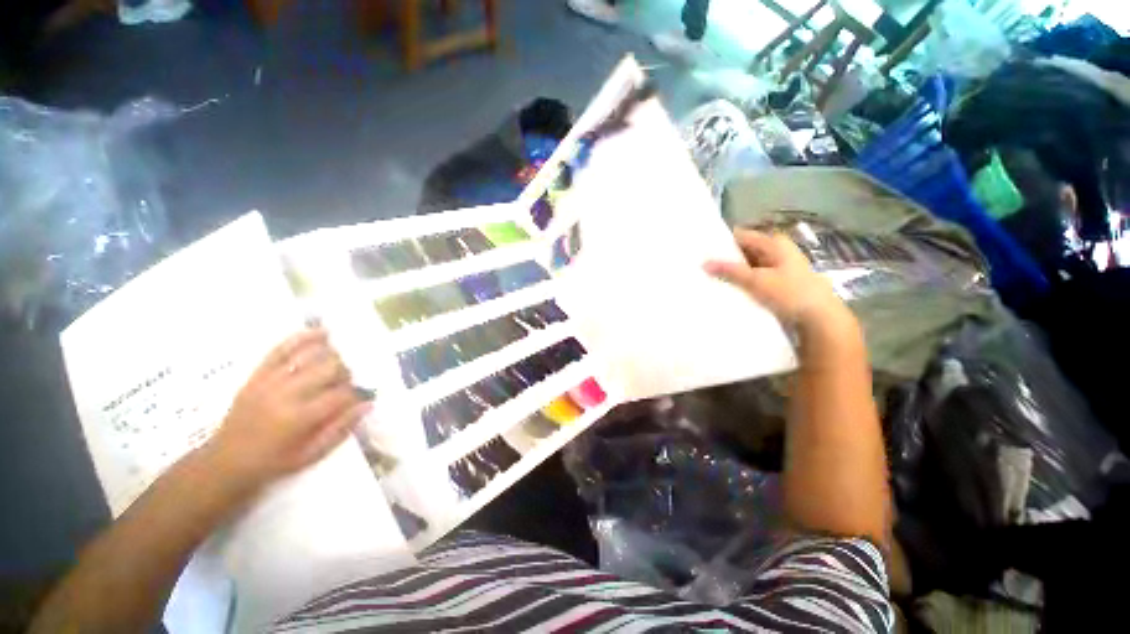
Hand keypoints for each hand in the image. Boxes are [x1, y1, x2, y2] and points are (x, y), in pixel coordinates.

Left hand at [202, 328, 370, 495]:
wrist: (225, 462)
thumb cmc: (273, 462)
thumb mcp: (311, 454)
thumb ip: (340, 429)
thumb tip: (367, 404)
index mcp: (300, 418)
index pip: (341, 394)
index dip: (355, 394)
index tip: (359, 398)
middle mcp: (287, 394)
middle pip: (330, 369)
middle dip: (345, 372)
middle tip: (346, 382)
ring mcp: (270, 381)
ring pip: (310, 355)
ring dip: (331, 354)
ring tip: (340, 358)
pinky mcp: (258, 375)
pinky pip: (282, 350)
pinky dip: (302, 339)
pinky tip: (321, 333)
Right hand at [705, 228, 849, 333]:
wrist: (819, 318)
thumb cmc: (790, 293)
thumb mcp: (757, 280)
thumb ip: (729, 271)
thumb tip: (704, 263)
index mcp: (773, 243)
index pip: (740, 236)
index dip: (721, 242)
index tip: (701, 250)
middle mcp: (775, 251)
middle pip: (743, 250)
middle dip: (724, 258)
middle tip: (701, 266)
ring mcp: (776, 267)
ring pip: (747, 265)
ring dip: (731, 272)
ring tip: (708, 278)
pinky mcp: (776, 283)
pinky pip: (752, 278)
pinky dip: (740, 282)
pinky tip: (725, 288)